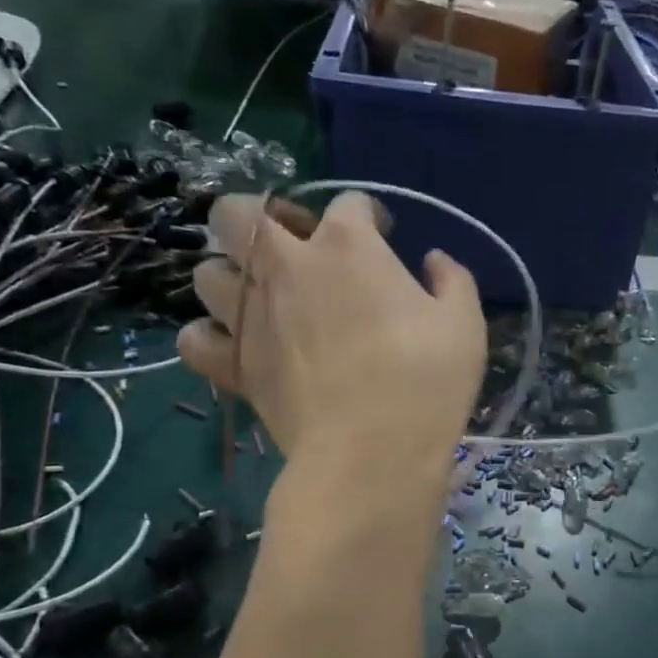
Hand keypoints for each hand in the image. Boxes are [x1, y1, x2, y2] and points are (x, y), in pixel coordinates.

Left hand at [177, 192, 485, 485]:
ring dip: (232, 276)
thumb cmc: (425, 382)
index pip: (349, 204)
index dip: (369, 215)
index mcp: (348, 246)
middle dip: (261, 217)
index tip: (384, 236)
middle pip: (239, 212)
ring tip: (262, 299)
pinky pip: (194, 338)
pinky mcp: (232, 364)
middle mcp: (285, 266)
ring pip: (207, 272)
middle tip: (295, 247)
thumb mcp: (464, 325)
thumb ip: (452, 280)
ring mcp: (249, 315)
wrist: (371, 453)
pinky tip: (236, 347)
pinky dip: (209, 337)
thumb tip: (434, 261)